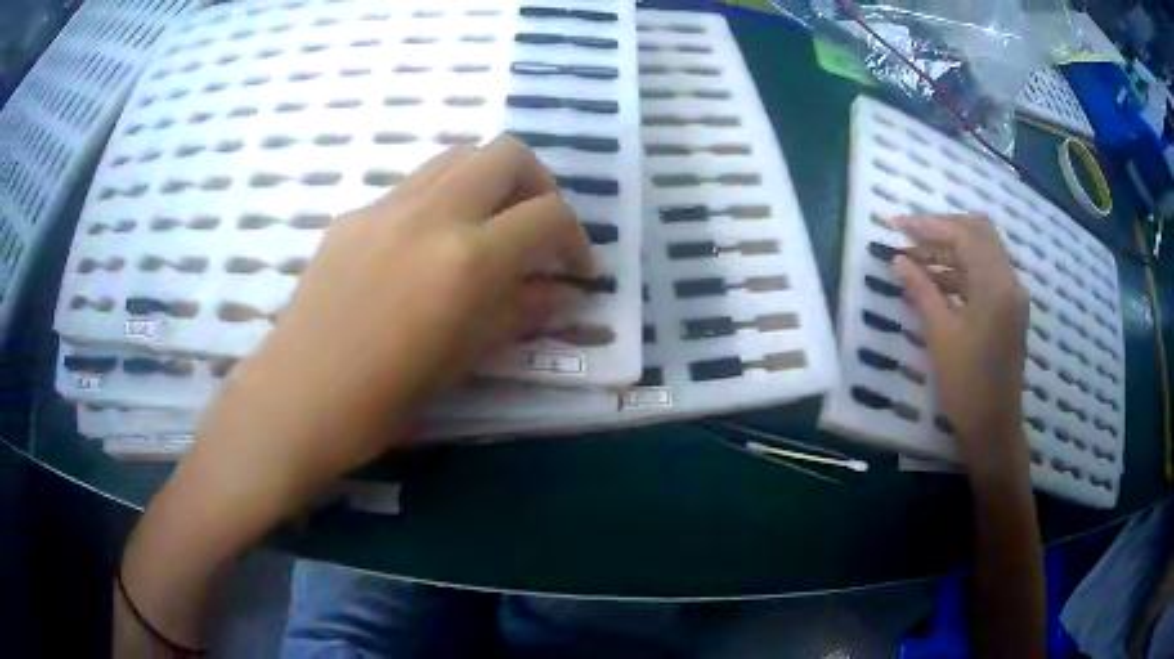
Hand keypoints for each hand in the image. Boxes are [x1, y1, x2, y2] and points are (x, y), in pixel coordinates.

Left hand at [193, 136, 593, 506]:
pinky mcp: (355, 214)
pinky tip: (430, 247)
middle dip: (538, 185)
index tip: (577, 269)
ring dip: (490, 181)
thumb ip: (522, 313)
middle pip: (507, 154)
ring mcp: (386, 206)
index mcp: (467, 259)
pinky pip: (414, 185)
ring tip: (489, 227)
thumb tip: (564, 293)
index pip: (548, 215)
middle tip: (537, 229)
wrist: (299, 397)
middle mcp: (431, 213)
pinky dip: (443, 198)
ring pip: (459, 155)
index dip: (576, 239)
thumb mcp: (467, 358)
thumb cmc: (386, 398)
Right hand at [890, 215, 1029, 474]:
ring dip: (951, 251)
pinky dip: (962, 271)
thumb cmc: (967, 386)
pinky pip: (986, 275)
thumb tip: (898, 260)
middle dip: (942, 231)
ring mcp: (1012, 296)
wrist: (993, 428)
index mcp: (995, 285)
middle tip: (911, 239)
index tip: (897, 226)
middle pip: (978, 233)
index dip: (928, 225)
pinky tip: (937, 283)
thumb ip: (921, 290)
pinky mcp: (1010, 310)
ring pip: (983, 253)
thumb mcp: (940, 336)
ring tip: (916, 262)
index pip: (963, 234)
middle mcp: (1010, 281)